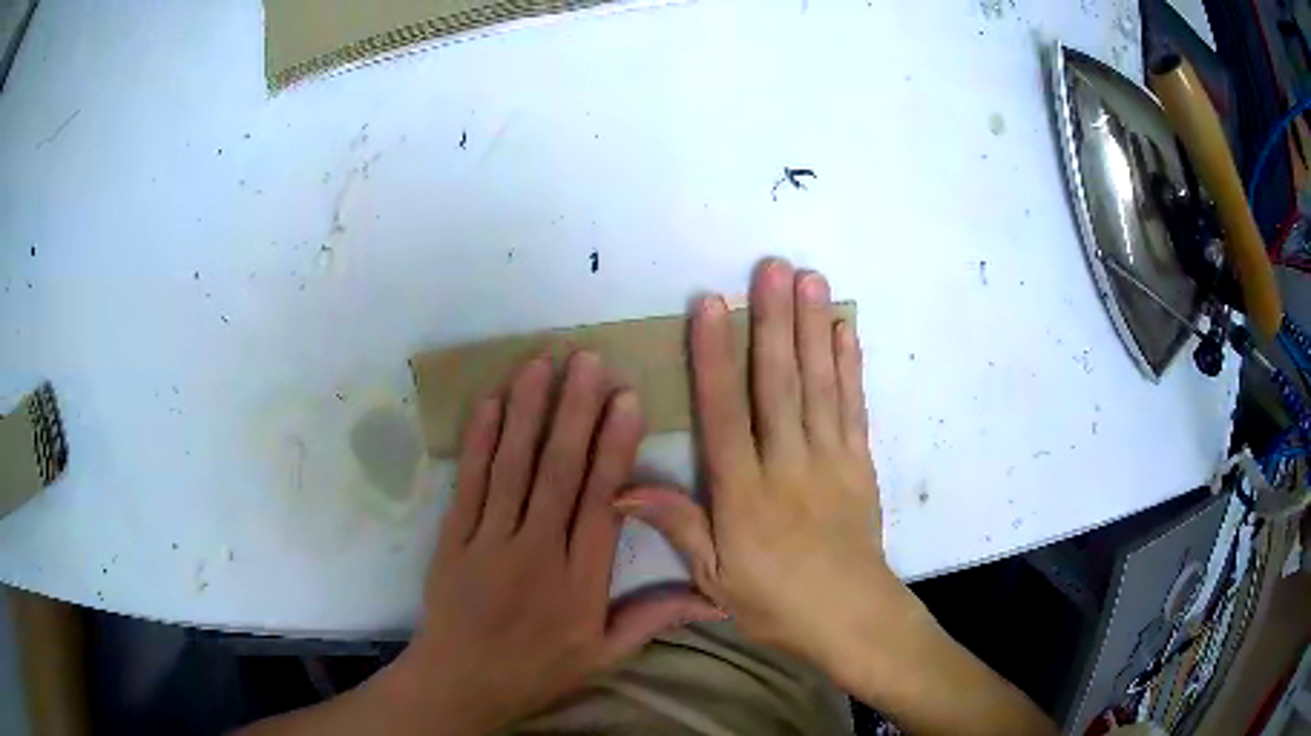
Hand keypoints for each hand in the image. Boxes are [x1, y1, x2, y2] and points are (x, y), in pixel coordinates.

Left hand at [392, 353, 722, 733]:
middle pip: (557, 472)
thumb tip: (716, 601)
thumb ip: (654, 620)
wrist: (462, 683)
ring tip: (542, 362)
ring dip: (527, 411)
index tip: (625, 399)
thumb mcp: (605, 655)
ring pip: (512, 467)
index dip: (614, 447)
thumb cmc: (539, 670)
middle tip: (586, 359)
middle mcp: (536, 552)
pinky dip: (480, 442)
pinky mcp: (453, 539)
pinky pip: (468, 484)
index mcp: (580, 581)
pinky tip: (492, 404)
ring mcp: (489, 542)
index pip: (601, 502)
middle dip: (573, 411)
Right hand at [615, 259, 911, 669]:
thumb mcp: (716, 579)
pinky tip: (844, 331)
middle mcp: (788, 466)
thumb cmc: (776, 604)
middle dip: (773, 321)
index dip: (714, 356)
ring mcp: (831, 461)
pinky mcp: (860, 464)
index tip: (710, 305)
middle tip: (772, 268)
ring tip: (810, 280)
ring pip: (820, 385)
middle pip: (779, 384)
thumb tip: (621, 488)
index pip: (724, 414)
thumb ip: (678, 525)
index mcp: (745, 495)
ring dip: (813, 328)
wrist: (852, 619)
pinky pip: (854, 407)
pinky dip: (850, 366)